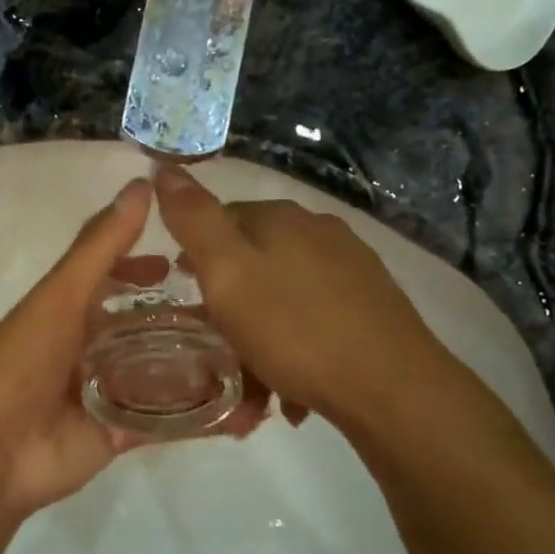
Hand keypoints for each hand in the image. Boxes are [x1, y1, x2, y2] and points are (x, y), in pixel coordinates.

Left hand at [0, 178, 265, 526]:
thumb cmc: (21, 364)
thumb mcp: (61, 296)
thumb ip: (101, 246)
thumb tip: (142, 184)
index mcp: (70, 312)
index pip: (115, 280)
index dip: (146, 268)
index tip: (190, 261)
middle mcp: (90, 349)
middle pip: (146, 327)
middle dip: (187, 320)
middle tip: (242, 313)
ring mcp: (107, 393)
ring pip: (163, 372)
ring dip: (203, 365)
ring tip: (258, 357)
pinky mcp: (121, 434)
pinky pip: (169, 420)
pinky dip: (203, 416)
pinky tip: (247, 410)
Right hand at [153, 165, 450, 426]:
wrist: (390, 386)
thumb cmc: (293, 329)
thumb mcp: (227, 273)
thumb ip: (193, 220)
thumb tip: (164, 167)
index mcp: (280, 218)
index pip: (220, 220)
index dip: (194, 257)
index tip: (183, 299)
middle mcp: (319, 231)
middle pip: (253, 261)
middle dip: (229, 302)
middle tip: (213, 347)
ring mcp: (351, 267)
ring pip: (283, 295)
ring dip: (260, 333)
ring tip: (250, 382)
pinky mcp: (373, 305)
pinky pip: (314, 320)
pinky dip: (294, 347)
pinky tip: (291, 386)